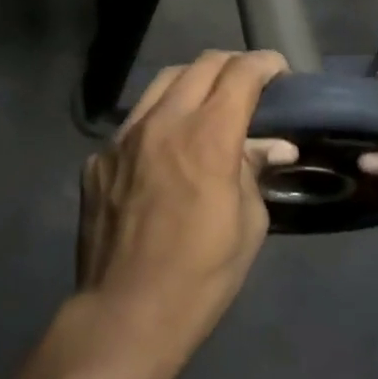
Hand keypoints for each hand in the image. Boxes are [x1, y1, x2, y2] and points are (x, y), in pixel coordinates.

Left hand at [77, 52, 296, 360]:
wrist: (125, 315)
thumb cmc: (201, 276)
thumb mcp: (248, 225)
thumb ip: (256, 171)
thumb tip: (273, 145)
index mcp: (207, 136)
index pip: (240, 74)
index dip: (265, 63)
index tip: (278, 69)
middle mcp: (162, 121)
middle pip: (201, 65)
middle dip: (231, 65)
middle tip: (248, 83)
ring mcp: (123, 136)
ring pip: (162, 83)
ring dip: (192, 82)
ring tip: (207, 101)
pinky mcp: (98, 157)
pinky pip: (134, 122)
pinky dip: (159, 120)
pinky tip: (165, 149)